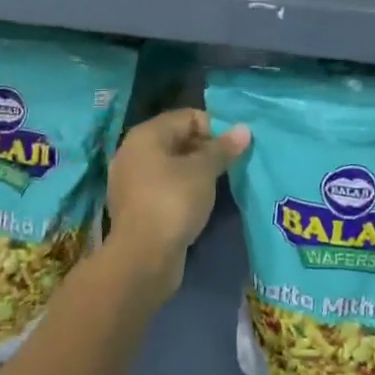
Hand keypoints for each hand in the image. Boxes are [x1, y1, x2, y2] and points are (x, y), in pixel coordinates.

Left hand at [106, 109, 250, 299]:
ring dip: (194, 171)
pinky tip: (198, 203)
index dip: (214, 128)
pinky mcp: (134, 206)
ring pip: (170, 165)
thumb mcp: (203, 171)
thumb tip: (244, 129)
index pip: (187, 117)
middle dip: (205, 149)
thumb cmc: (173, 202)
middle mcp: (133, 151)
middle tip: (229, 166)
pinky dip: (180, 189)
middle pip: (177, 138)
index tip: (234, 148)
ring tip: (217, 184)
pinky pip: (162, 186)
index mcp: (146, 135)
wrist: (142, 258)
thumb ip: (223, 148)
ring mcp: (130, 180)